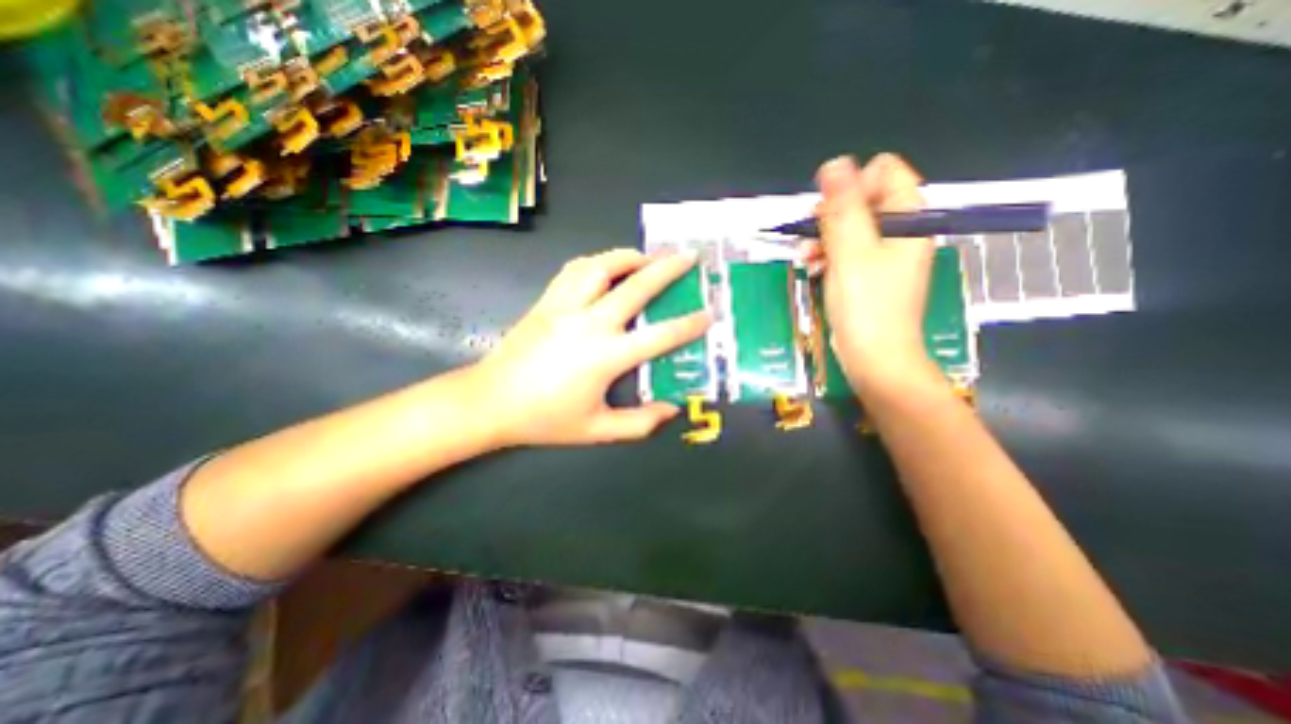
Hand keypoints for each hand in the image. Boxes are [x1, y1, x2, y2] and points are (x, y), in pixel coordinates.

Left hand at [469, 250, 710, 446]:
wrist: (490, 401)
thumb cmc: (545, 419)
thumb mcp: (597, 430)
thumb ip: (639, 424)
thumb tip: (671, 409)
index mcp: (606, 356)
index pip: (660, 336)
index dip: (689, 324)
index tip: (709, 314)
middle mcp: (590, 323)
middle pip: (636, 286)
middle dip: (667, 268)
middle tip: (688, 256)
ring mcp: (565, 306)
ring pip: (602, 266)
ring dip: (630, 256)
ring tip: (648, 257)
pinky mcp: (546, 300)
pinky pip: (575, 269)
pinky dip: (597, 261)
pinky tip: (606, 265)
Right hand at [804, 153, 940, 390]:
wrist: (874, 357)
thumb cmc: (865, 304)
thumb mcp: (850, 250)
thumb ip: (842, 205)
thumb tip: (835, 163)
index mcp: (909, 217)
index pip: (885, 172)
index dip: (853, 185)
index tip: (830, 211)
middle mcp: (901, 231)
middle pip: (864, 199)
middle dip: (833, 215)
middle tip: (813, 234)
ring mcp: (885, 255)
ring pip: (850, 227)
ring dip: (824, 238)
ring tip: (807, 257)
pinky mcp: (869, 275)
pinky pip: (847, 251)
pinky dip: (828, 256)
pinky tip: (811, 267)